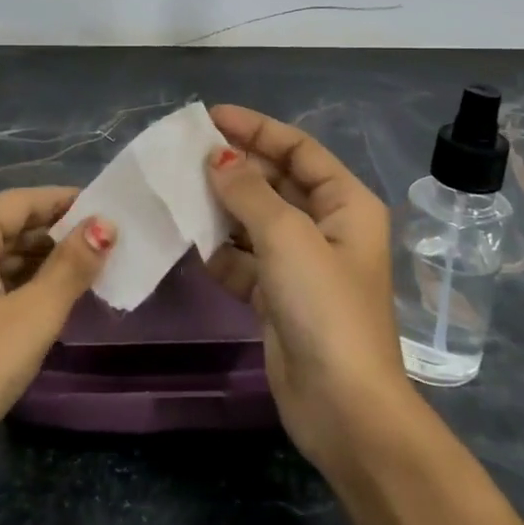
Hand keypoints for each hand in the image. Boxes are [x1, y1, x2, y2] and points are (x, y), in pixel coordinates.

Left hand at [0, 188, 115, 524]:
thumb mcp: (31, 319)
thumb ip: (71, 266)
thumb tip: (105, 224)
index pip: (22, 201)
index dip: (67, 203)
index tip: (109, 210)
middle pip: (4, 225)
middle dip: (53, 237)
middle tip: (104, 250)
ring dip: (32, 264)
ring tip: (82, 276)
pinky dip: (6, 285)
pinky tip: (38, 302)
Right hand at [202, 105, 422, 478]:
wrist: (342, 407)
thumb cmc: (324, 307)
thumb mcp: (286, 236)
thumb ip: (248, 191)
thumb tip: (218, 157)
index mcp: (345, 204)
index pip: (299, 149)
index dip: (257, 128)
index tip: (210, 117)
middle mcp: (326, 227)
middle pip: (276, 181)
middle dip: (234, 167)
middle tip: (184, 155)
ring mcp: (301, 264)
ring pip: (255, 220)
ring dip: (221, 207)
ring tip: (178, 191)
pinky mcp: (278, 296)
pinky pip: (244, 259)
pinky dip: (220, 250)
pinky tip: (190, 242)